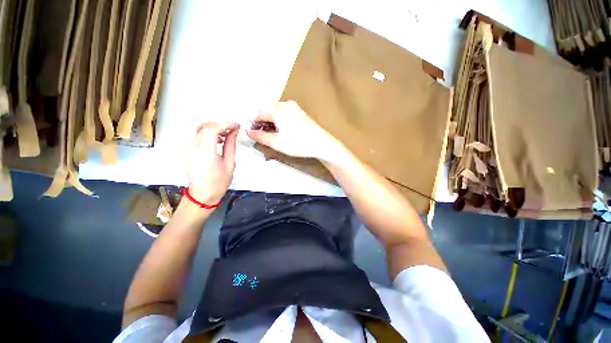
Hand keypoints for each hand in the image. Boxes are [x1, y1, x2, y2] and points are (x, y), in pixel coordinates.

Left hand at [184, 122, 238, 204]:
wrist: (202, 195)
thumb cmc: (219, 182)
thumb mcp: (230, 164)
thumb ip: (231, 145)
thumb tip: (234, 131)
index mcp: (204, 153)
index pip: (212, 129)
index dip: (225, 124)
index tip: (235, 126)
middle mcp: (191, 148)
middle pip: (201, 124)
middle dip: (217, 122)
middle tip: (230, 128)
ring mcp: (185, 148)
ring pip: (195, 126)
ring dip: (210, 126)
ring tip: (224, 133)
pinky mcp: (185, 150)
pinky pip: (193, 134)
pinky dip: (205, 131)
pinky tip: (215, 139)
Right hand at [247, 101, 340, 160]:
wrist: (321, 144)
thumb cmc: (298, 144)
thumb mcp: (277, 143)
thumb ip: (260, 136)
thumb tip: (249, 132)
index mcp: (278, 110)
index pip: (259, 112)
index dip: (253, 123)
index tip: (252, 133)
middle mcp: (285, 104)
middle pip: (268, 112)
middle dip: (263, 123)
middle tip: (264, 137)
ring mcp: (294, 107)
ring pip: (276, 113)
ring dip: (272, 123)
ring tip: (274, 136)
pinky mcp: (300, 112)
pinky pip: (285, 114)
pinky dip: (280, 122)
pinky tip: (283, 132)